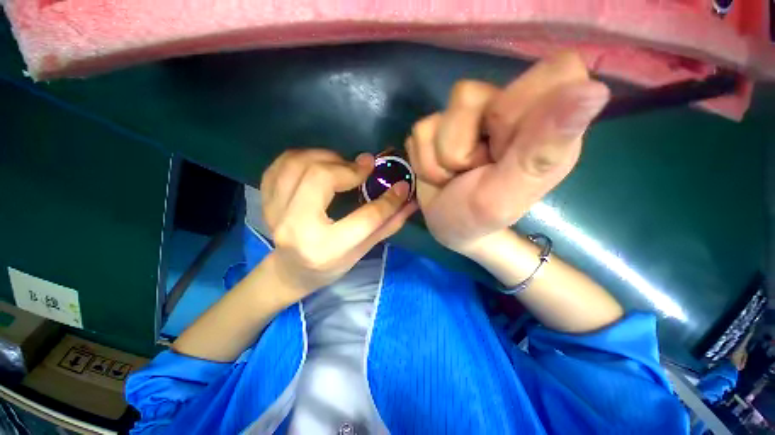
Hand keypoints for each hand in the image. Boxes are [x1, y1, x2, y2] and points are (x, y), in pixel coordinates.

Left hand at [260, 149, 415, 300]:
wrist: (290, 272)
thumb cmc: (329, 266)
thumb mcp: (362, 251)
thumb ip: (387, 225)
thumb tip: (410, 201)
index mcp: (326, 248)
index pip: (366, 218)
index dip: (389, 200)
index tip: (401, 185)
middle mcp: (296, 228)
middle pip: (320, 177)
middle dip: (348, 168)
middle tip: (364, 167)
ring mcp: (275, 212)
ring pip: (297, 164)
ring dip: (325, 157)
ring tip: (341, 165)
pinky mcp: (266, 201)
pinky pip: (280, 164)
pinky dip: (302, 156)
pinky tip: (317, 164)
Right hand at [405, 52, 609, 255]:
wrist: (449, 228)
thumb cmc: (480, 219)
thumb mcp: (509, 194)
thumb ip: (542, 150)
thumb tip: (594, 89)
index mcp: (546, 123)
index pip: (549, 72)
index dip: (518, 109)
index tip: (506, 149)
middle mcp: (510, 110)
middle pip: (473, 94)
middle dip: (464, 143)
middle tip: (475, 170)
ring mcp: (469, 117)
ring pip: (442, 113)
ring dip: (442, 157)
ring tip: (454, 176)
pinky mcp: (437, 127)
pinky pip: (420, 132)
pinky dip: (425, 162)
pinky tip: (439, 175)